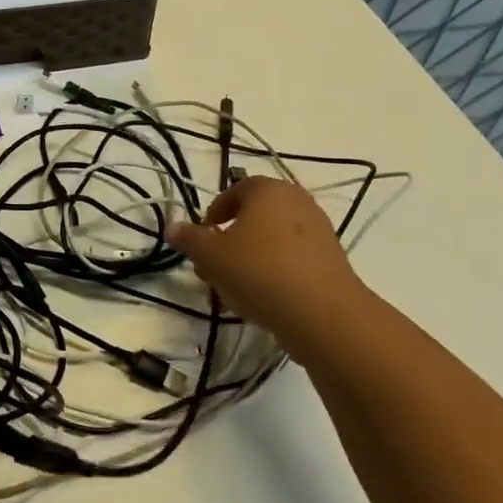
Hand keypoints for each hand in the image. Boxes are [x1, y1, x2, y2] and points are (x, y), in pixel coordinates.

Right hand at [165, 177, 371, 349]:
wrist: (322, 314)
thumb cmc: (259, 272)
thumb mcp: (211, 256)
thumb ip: (190, 239)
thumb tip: (172, 227)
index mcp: (268, 190)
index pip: (236, 189)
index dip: (215, 211)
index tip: (204, 237)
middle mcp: (297, 202)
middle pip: (255, 216)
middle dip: (230, 240)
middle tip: (213, 266)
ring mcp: (319, 231)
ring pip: (272, 240)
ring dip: (250, 259)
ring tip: (233, 289)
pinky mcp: (331, 260)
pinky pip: (292, 259)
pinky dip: (274, 272)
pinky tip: (261, 299)